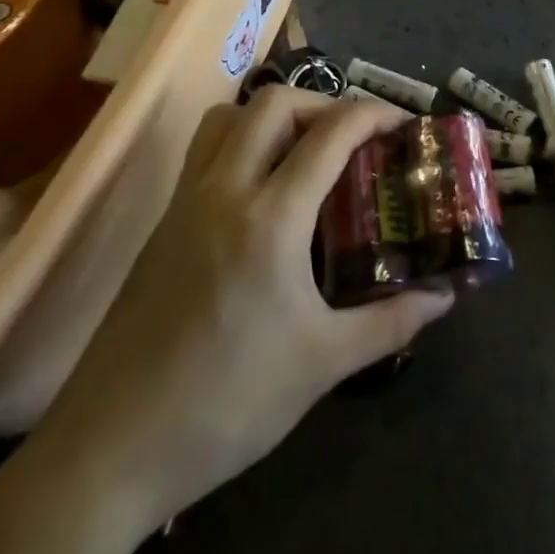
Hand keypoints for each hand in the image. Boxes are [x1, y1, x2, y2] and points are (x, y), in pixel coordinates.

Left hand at [10, 88, 455, 547]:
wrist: (110, 450)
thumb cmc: (227, 404)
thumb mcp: (322, 364)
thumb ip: (391, 321)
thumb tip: (444, 298)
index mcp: (270, 218)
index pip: (330, 133)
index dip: (374, 114)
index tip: (404, 123)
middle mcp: (224, 191)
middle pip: (274, 103)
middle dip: (324, 103)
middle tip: (355, 137)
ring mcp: (185, 202)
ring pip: (228, 117)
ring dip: (274, 115)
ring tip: (306, 151)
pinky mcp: (162, 223)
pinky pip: (204, 151)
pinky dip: (241, 141)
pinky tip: (263, 193)